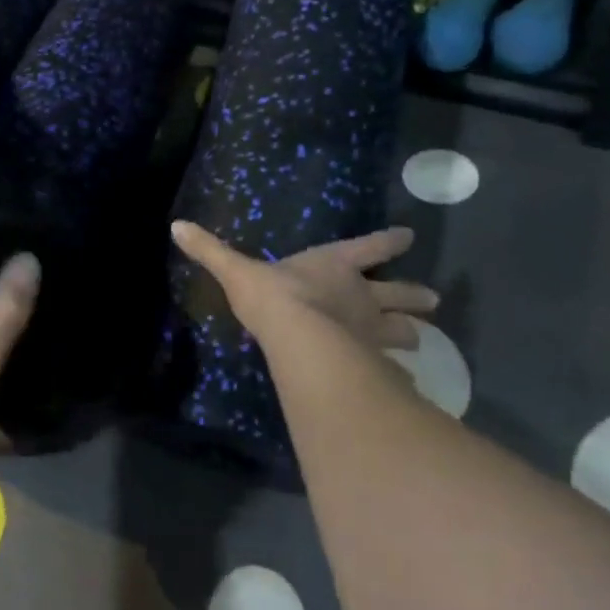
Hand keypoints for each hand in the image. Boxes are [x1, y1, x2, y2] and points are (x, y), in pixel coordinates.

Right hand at [171, 220, 436, 349]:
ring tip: (423, 340)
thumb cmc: (274, 297)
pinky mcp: (372, 363)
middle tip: (433, 300)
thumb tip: (176, 225)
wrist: (299, 338)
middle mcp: (362, 296)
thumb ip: (210, 251)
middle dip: (414, 296)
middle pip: (397, 293)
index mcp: (336, 265)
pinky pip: (393, 369)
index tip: (409, 236)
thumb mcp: (237, 270)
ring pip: (403, 332)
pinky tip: (407, 384)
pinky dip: (401, 374)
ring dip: (412, 333)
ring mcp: (371, 331)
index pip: (370, 247)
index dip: (389, 241)